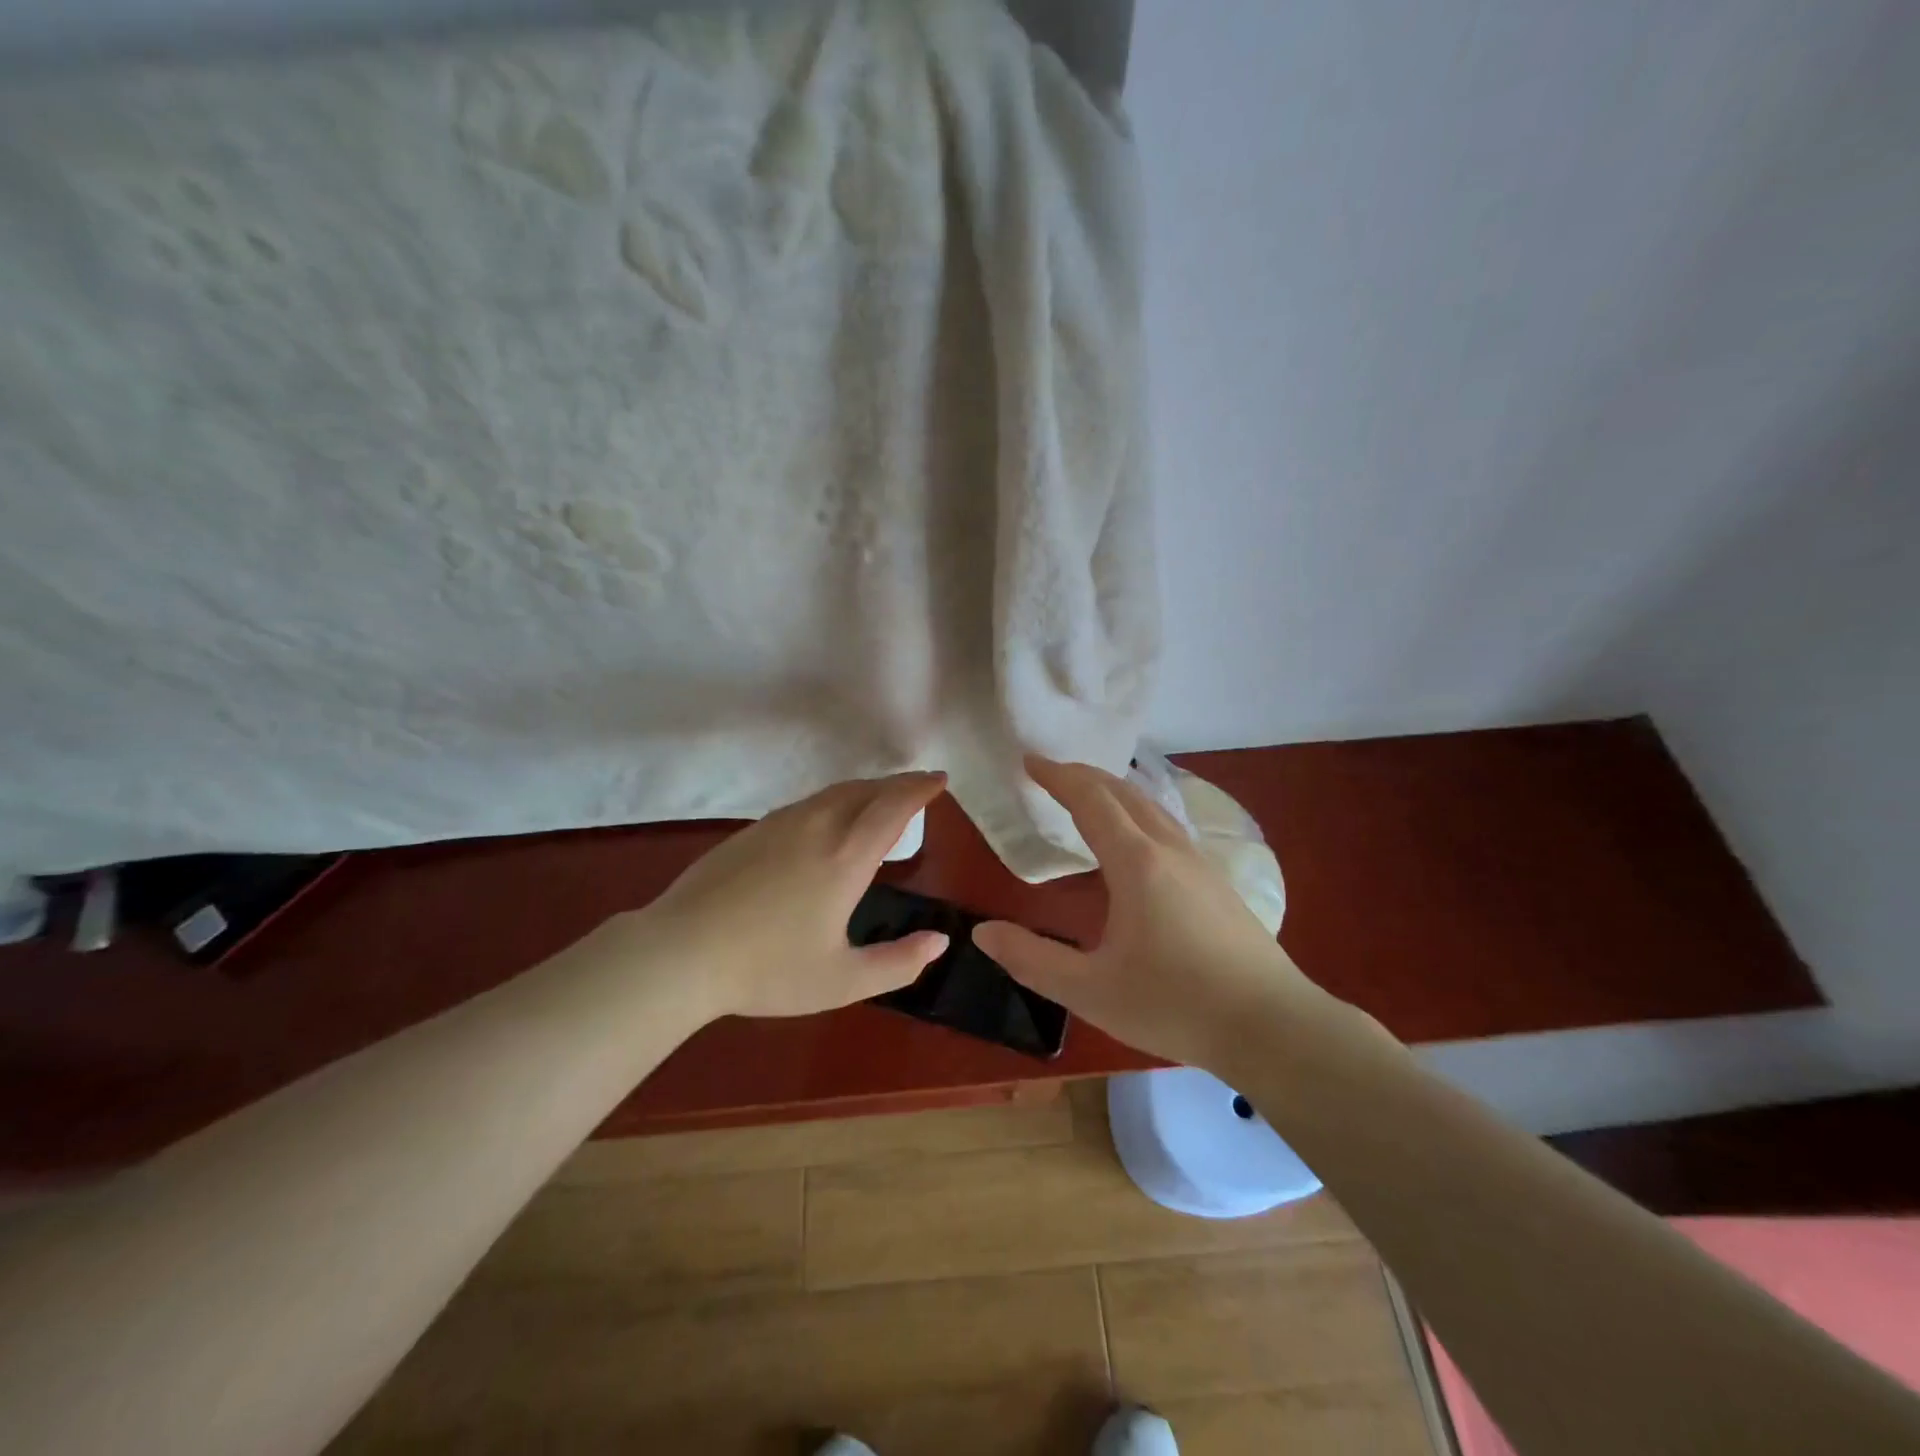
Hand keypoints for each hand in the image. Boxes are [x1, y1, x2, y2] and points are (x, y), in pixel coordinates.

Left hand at [637, 772, 950, 1020]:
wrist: (680, 952)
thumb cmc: (767, 969)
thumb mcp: (842, 981)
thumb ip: (898, 963)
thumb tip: (940, 941)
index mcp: (845, 857)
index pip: (893, 807)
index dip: (919, 789)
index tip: (940, 779)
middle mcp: (817, 827)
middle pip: (866, 790)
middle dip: (898, 784)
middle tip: (919, 785)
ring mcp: (779, 825)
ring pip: (833, 793)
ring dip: (866, 790)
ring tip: (881, 800)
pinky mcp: (752, 832)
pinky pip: (807, 804)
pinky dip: (835, 801)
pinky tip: (828, 822)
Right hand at [973, 757, 1319, 1067]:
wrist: (1273, 1027)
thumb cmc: (1175, 1005)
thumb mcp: (1091, 990)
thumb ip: (1032, 959)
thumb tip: (982, 933)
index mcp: (1136, 863)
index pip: (1090, 799)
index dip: (1057, 776)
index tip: (1029, 761)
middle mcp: (1169, 849)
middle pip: (1123, 792)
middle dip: (1084, 775)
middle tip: (1051, 773)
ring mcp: (1200, 863)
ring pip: (1151, 807)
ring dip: (1114, 792)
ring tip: (1088, 797)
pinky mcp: (1217, 882)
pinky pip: (1168, 826)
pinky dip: (1137, 813)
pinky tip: (1135, 842)